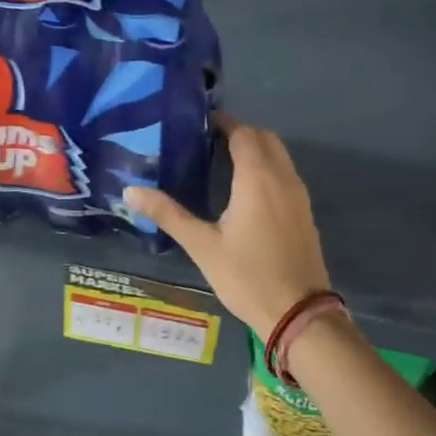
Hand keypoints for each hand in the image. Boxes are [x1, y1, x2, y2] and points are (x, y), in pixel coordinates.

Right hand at [122, 116, 331, 337]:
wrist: (297, 312)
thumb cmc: (246, 276)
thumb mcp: (202, 245)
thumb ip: (168, 214)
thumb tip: (129, 191)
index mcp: (257, 178)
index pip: (243, 133)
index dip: (223, 123)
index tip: (199, 124)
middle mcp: (283, 178)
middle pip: (265, 138)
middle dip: (240, 133)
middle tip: (209, 142)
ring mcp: (299, 195)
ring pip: (280, 156)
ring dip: (257, 150)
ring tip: (224, 163)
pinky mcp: (305, 212)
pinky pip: (287, 175)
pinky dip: (268, 169)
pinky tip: (247, 192)